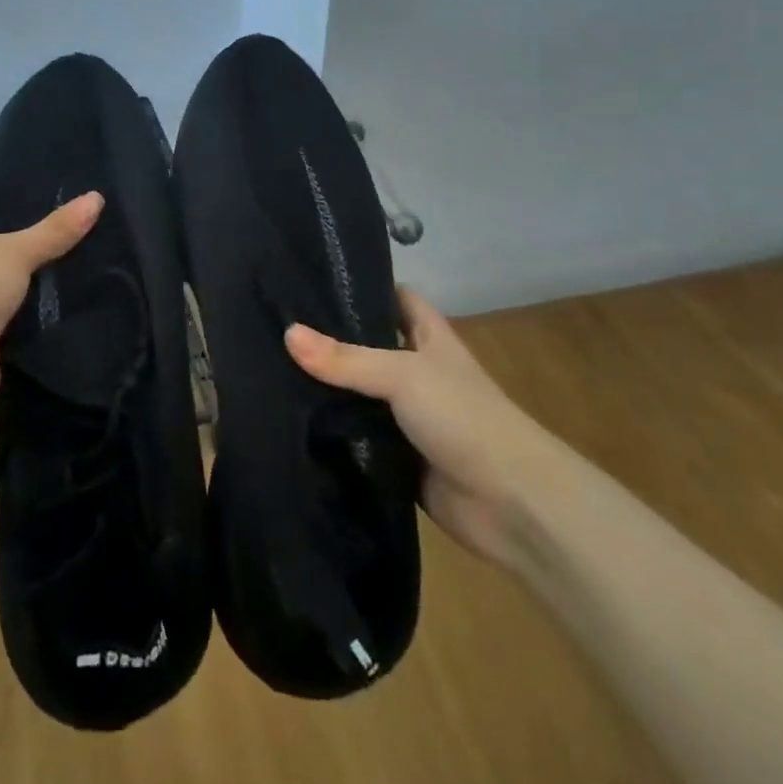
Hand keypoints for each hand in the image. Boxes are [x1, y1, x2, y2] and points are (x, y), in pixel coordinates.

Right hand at [284, 287, 554, 565]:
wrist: (512, 505)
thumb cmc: (464, 417)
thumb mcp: (403, 375)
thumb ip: (345, 359)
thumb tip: (287, 334)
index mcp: (429, 338)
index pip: (394, 297)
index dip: (362, 285)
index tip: (313, 279)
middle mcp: (417, 372)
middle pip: (368, 346)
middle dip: (329, 340)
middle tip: (275, 326)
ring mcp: (408, 417)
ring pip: (359, 395)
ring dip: (327, 391)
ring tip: (270, 370)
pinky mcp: (398, 459)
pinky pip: (358, 440)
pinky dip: (333, 436)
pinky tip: (292, 424)